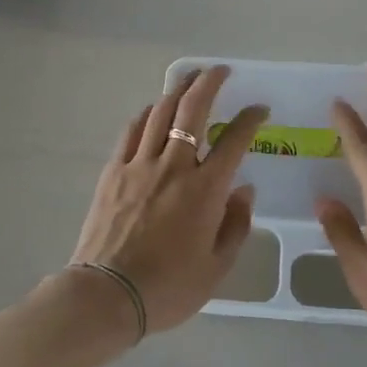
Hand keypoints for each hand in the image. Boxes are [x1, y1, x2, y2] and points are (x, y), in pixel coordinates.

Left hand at [67, 66, 268, 335]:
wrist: (107, 295)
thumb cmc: (168, 288)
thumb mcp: (217, 267)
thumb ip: (235, 225)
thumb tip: (243, 190)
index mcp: (205, 190)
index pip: (235, 140)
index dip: (250, 119)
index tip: (259, 109)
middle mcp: (174, 166)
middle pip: (192, 110)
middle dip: (210, 82)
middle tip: (221, 71)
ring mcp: (139, 165)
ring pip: (160, 113)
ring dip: (178, 90)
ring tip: (189, 79)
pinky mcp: (113, 171)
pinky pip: (131, 131)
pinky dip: (146, 115)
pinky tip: (152, 111)